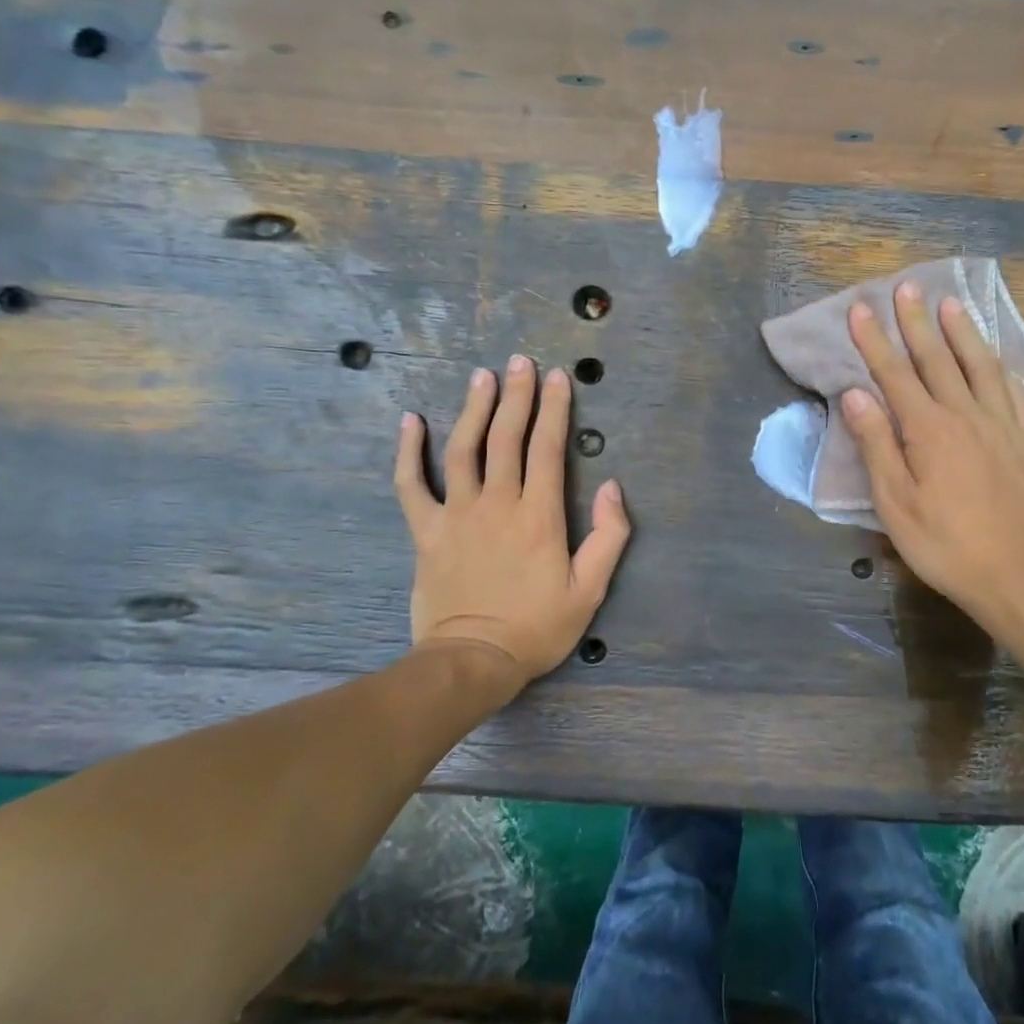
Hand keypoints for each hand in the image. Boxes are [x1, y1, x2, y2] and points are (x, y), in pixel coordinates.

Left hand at [395, 356, 630, 690]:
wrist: (472, 662)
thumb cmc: (537, 628)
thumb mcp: (590, 590)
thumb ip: (609, 536)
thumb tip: (614, 487)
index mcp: (539, 516)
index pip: (548, 448)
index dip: (554, 409)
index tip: (557, 377)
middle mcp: (498, 503)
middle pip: (506, 438)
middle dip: (516, 396)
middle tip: (520, 361)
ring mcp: (457, 514)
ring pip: (464, 450)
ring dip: (473, 409)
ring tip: (481, 376)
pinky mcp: (427, 531)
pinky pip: (411, 484)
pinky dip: (408, 452)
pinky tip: (411, 421)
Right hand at [842, 282, 1023, 643]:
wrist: (1017, 576)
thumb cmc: (944, 545)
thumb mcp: (895, 503)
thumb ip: (876, 445)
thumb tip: (856, 394)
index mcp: (929, 430)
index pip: (895, 374)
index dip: (875, 340)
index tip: (861, 308)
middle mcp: (967, 416)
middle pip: (937, 359)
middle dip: (917, 322)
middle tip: (905, 287)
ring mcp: (1003, 426)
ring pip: (980, 366)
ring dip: (963, 332)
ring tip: (950, 303)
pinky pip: (1015, 393)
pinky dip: (1001, 369)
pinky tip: (997, 360)